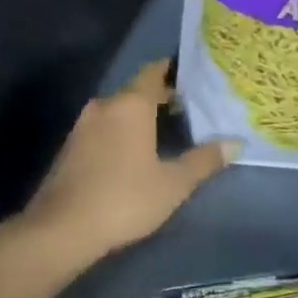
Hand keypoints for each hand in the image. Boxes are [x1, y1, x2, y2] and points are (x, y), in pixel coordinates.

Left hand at [21, 60, 235, 262]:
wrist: (62, 227)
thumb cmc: (125, 199)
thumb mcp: (173, 184)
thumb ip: (203, 161)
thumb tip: (234, 144)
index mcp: (129, 105)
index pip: (153, 72)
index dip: (172, 70)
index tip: (193, 76)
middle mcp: (103, 106)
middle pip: (135, 91)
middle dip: (159, 97)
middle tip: (188, 108)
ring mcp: (82, 126)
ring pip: (116, 111)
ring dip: (138, 116)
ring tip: (165, 130)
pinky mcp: (69, 147)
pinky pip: (102, 128)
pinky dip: (120, 132)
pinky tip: (133, 152)